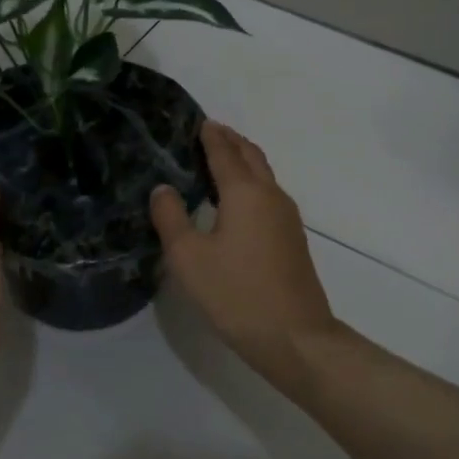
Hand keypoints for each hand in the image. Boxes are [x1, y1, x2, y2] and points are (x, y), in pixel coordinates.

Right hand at [150, 121, 337, 397]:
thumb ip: (172, 218)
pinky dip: (251, 183)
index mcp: (245, 192)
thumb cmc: (236, 293)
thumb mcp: (189, 258)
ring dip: (243, 161)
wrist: (295, 336)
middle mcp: (271, 195)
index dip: (210, 135)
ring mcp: (287, 217)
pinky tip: (237, 202)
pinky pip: (268, 195)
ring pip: (264, 175)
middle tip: (208, 133)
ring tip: (220, 161)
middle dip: (230, 141)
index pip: (225, 152)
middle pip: (251, 156)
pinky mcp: (292, 238)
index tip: (198, 121)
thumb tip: (163, 188)